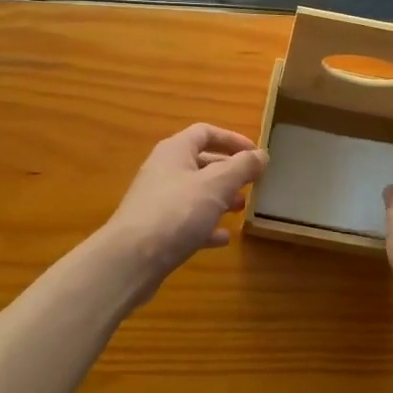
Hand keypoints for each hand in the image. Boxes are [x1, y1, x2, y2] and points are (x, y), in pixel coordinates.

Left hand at [100, 124, 267, 291]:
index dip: (232, 139)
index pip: (206, 132)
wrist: (131, 260)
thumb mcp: (217, 185)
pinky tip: (223, 237)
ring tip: (241, 208)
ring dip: (220, 198)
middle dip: (229, 171)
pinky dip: (206, 225)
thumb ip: (242, 167)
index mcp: (175, 151)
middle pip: (201, 162)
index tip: (256, 154)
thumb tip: (262, 154)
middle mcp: (164, 171)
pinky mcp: (156, 230)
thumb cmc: (177, 212)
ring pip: (195, 193)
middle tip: (252, 182)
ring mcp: (158, 201)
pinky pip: (187, 221)